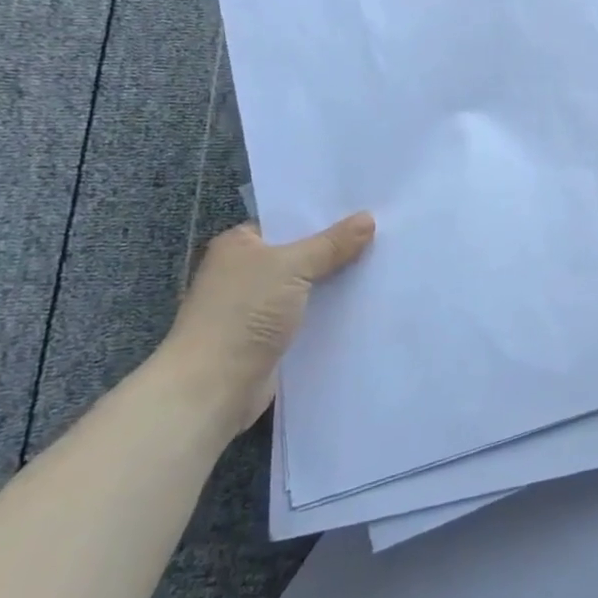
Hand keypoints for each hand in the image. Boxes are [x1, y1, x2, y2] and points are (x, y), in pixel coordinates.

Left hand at [156, 213, 374, 442]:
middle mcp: (245, 271)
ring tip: (384, 264)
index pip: (287, 220)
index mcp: (239, 245)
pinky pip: (309, 314)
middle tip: (383, 234)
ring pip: (308, 285)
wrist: (213, 388)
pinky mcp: (271, 337)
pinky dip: (331, 310)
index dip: (324, 215)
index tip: (365, 209)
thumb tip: (368, 218)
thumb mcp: (292, 267)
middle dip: (337, 248)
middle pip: (301, 252)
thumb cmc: (244, 314)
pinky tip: (365, 302)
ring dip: (337, 281)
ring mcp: (257, 306)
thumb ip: (331, 244)